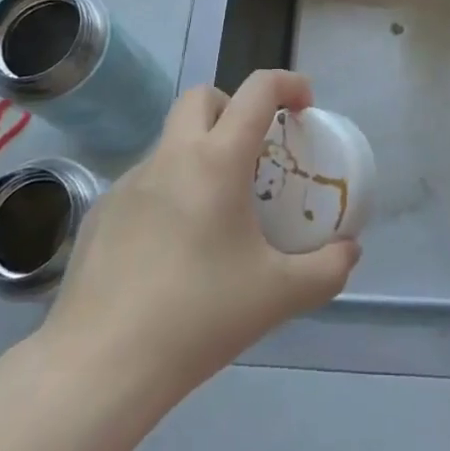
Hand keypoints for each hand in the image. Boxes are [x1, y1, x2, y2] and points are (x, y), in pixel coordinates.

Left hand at [39, 70, 360, 395]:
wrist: (99, 367)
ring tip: (216, 212)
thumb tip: (349, 252)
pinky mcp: (99, 212)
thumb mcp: (279, 295)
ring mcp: (128, 182)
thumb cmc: (197, 318)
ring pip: (170, 140)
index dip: (288, 83)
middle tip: (255, 152)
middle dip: (234, 107)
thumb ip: (326, 270)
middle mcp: (170, 157)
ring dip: (200, 152)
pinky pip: (144, 181)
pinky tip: (172, 248)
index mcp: (216, 161)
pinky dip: (169, 191)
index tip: (305, 107)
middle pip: (203, 97)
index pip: (257, 90)